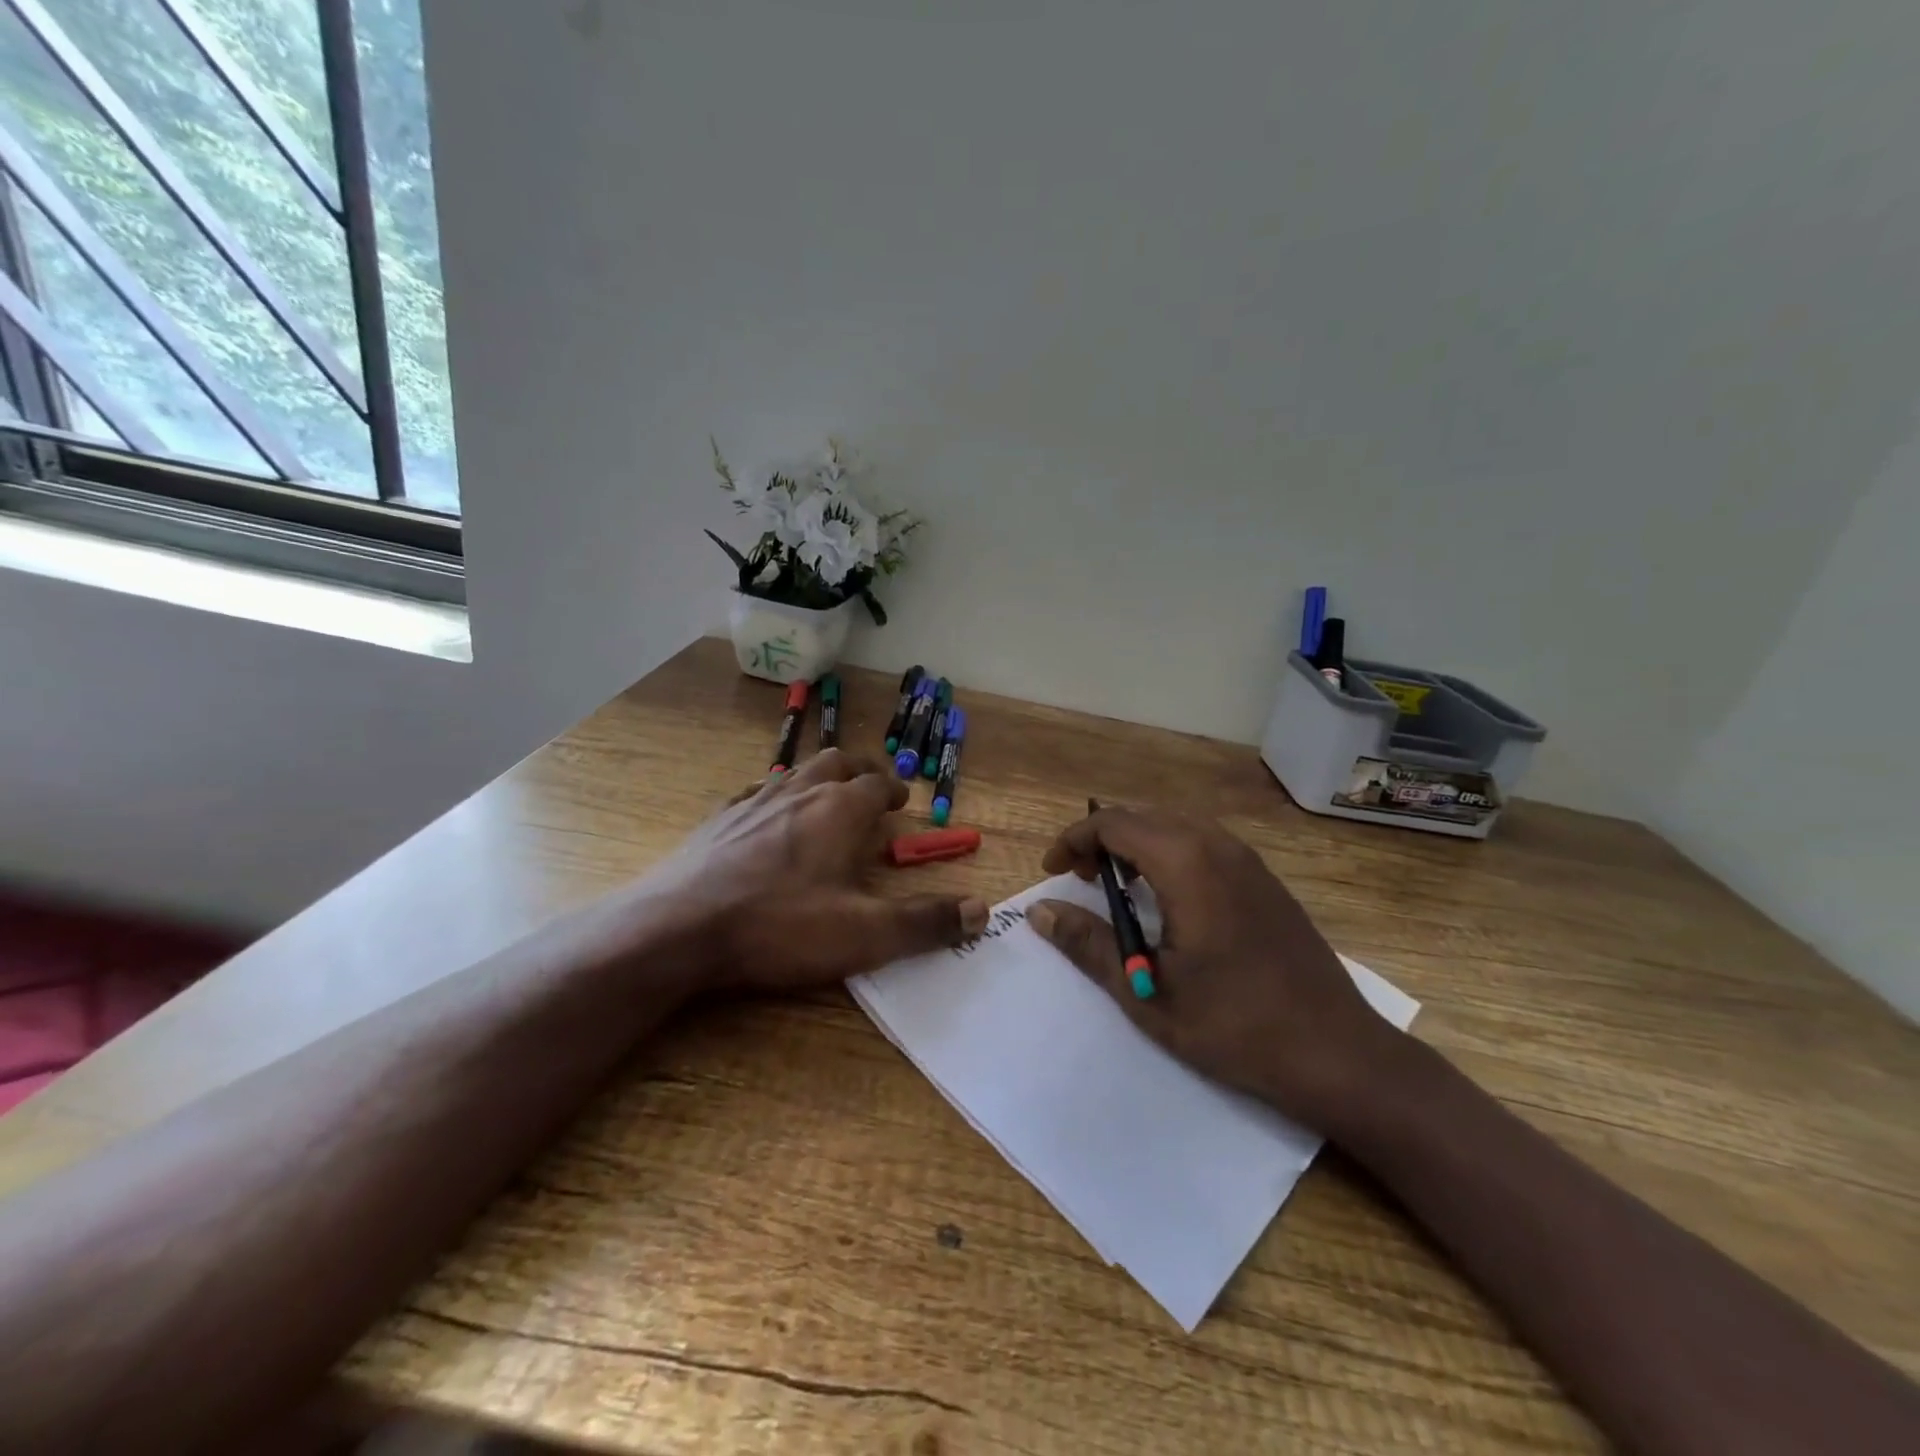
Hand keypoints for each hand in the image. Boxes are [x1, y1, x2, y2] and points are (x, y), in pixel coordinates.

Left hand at [659, 749, 988, 993]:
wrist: (680, 927)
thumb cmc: (781, 925)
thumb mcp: (864, 934)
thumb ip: (925, 922)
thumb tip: (982, 911)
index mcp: (840, 810)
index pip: (877, 784)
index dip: (893, 791)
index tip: (901, 802)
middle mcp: (800, 792)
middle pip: (836, 762)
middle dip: (859, 771)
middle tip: (869, 789)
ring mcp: (754, 801)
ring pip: (795, 772)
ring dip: (817, 778)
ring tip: (824, 797)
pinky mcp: (718, 819)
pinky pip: (754, 793)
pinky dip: (772, 796)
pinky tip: (765, 816)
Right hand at [1027, 805, 1404, 1130]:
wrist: (1335, 1052)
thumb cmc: (1232, 1023)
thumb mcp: (1145, 989)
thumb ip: (1088, 943)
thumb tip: (1040, 910)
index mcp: (1186, 863)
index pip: (1114, 824)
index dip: (1075, 840)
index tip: (1054, 871)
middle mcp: (1218, 846)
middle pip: (1145, 816)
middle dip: (1104, 839)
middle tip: (1082, 880)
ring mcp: (1249, 861)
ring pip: (1177, 826)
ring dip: (1138, 845)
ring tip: (1119, 888)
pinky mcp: (1266, 881)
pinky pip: (1204, 844)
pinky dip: (1170, 855)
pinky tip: (1169, 901)